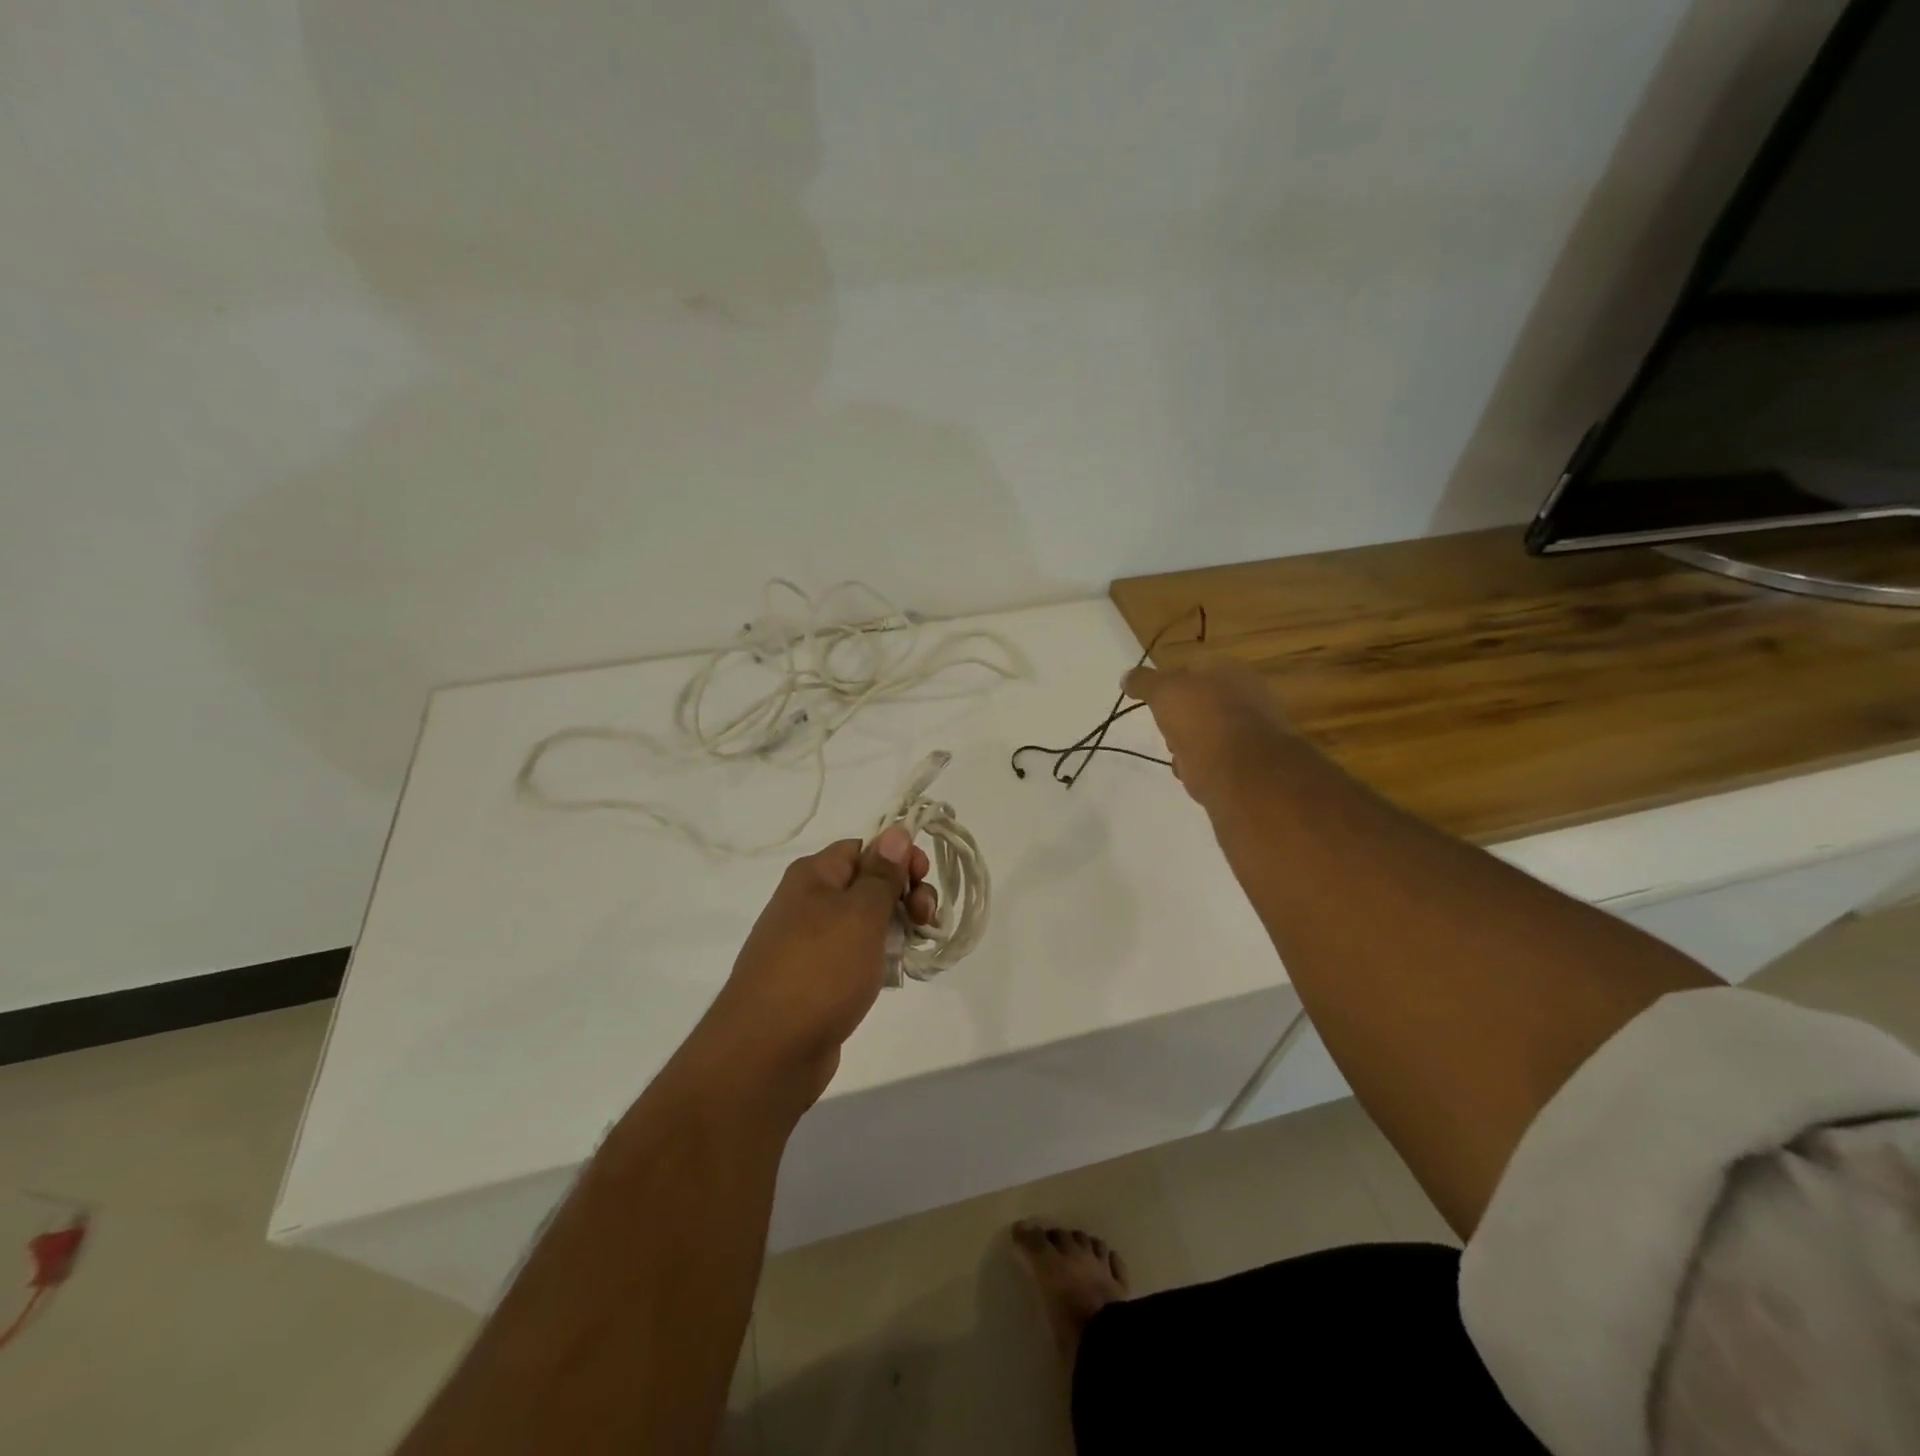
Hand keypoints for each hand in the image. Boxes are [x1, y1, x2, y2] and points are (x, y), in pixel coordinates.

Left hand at [695, 827, 936, 1105]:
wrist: (768, 1052)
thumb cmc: (819, 970)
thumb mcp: (860, 914)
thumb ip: (883, 873)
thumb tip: (896, 831)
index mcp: (813, 876)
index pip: (864, 847)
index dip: (898, 857)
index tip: (924, 879)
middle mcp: (807, 902)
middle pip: (867, 883)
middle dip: (904, 894)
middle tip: (927, 918)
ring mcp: (809, 943)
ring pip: (864, 922)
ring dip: (896, 927)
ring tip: (917, 947)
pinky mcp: (815, 980)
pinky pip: (854, 955)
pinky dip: (879, 958)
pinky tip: (896, 973)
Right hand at [1122, 662, 1297, 806]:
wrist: (1240, 775)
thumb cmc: (1202, 721)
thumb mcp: (1164, 691)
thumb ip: (1144, 682)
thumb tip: (1127, 677)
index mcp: (1232, 672)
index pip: (1194, 669)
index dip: (1169, 683)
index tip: (1152, 700)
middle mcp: (1247, 698)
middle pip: (1200, 704)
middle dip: (1179, 718)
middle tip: (1164, 728)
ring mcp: (1251, 733)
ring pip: (1207, 733)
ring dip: (1188, 744)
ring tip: (1176, 755)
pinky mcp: (1248, 767)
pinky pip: (1214, 761)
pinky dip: (1200, 767)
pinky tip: (1191, 774)